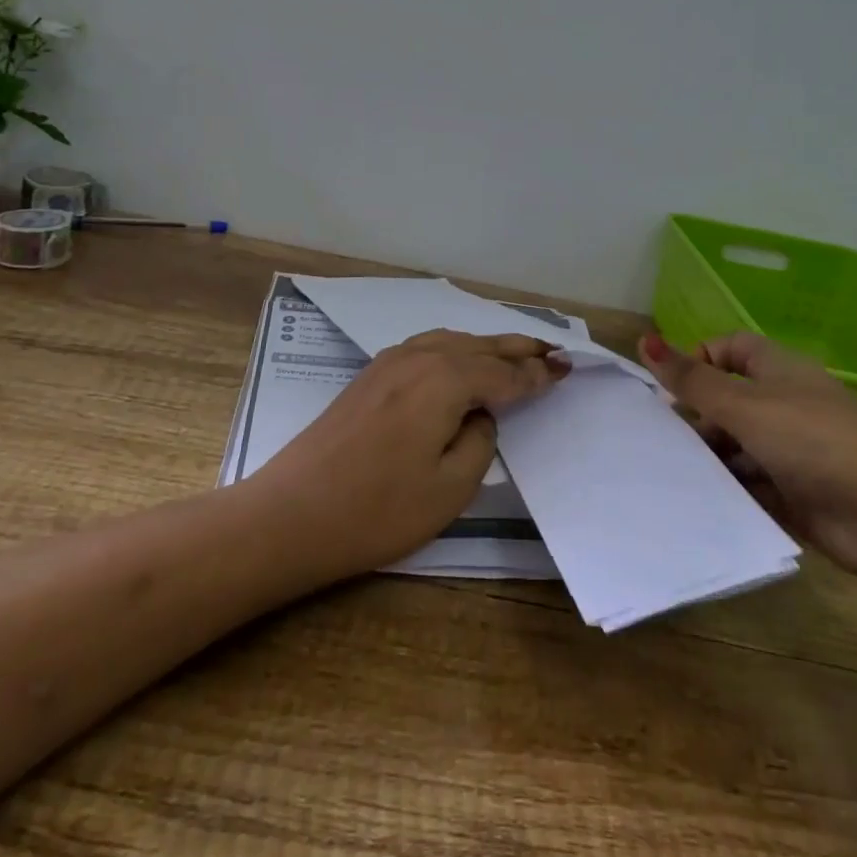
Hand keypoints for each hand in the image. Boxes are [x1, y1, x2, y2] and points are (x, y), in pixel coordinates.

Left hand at [249, 330, 569, 582]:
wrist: (290, 515)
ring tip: (517, 351)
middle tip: (554, 350)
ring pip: (452, 341)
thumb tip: (480, 416)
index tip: (566, 371)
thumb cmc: (377, 510)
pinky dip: (456, 348)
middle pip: (481, 347)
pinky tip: (461, 359)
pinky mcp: (370, 376)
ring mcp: (390, 362)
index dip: (536, 377)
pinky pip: (428, 347)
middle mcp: (420, 357)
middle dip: (519, 349)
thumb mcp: (450, 488)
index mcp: (445, 379)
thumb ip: (480, 442)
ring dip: (488, 345)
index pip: (504, 375)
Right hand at [638, 330, 856, 575]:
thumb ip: (693, 379)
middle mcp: (786, 406)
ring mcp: (794, 453)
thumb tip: (645, 339)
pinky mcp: (799, 496)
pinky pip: (753, 487)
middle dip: (698, 418)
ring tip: (677, 475)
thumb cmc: (814, 441)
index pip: (731, 349)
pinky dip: (731, 492)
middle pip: (730, 402)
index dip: (700, 360)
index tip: (673, 389)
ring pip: (739, 447)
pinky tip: (702, 503)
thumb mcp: (745, 405)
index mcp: (778, 371)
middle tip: (665, 440)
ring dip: (712, 459)